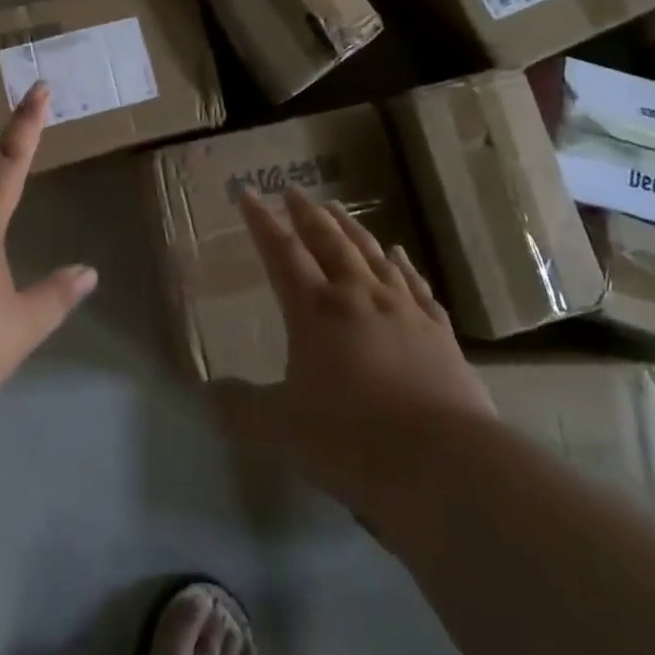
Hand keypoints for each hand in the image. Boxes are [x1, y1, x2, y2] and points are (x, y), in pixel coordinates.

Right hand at [211, 188, 495, 519]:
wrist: (446, 464)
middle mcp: (358, 296)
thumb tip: (208, 393)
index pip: (282, 253)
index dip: (262, 222)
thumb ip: (240, 409)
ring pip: (371, 254)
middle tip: (293, 191)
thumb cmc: (354, 440)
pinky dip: (402, 264)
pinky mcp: (438, 333)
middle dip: (306, 214)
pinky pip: (415, 284)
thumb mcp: (280, 430)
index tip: (248, 193)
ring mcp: (403, 310)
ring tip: (336, 208)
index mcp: (316, 310)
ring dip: (350, 228)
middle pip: (328, 242)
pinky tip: (399, 254)